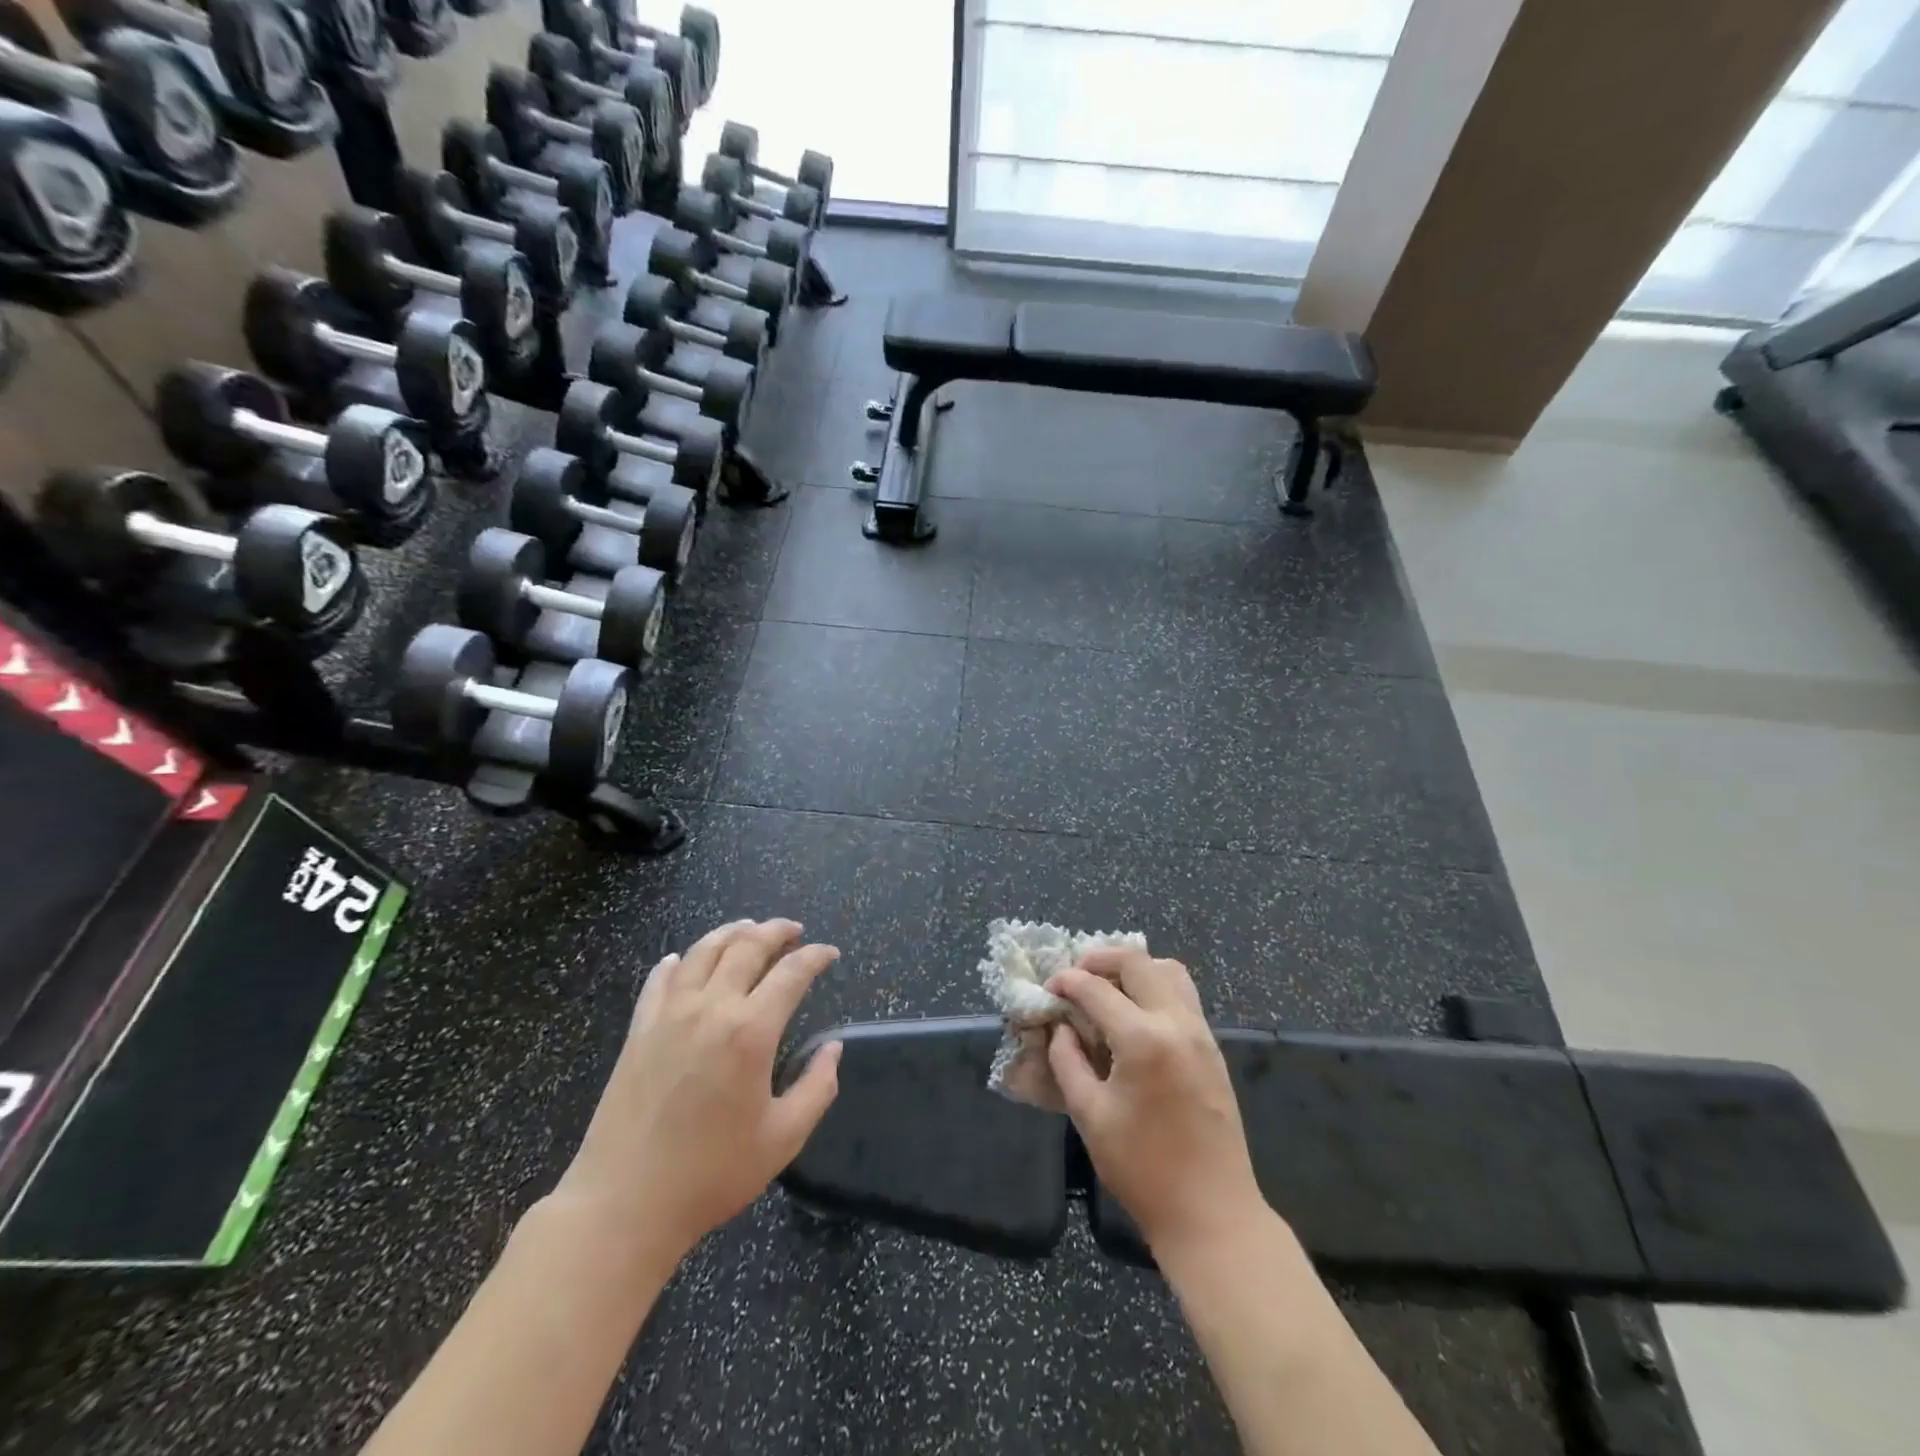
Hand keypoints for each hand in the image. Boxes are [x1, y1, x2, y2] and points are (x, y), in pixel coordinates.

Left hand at [555, 919, 842, 1263]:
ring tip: (749, 928)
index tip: (830, 954)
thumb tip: (833, 1049)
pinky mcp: (639, 1029)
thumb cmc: (711, 1174)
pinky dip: (678, 961)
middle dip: (777, 931)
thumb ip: (818, 1087)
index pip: (792, 973)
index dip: (816, 956)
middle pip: (747, 946)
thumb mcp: (783, 1138)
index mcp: (751, 1031)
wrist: (624, 1203)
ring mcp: (669, 1014)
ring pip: (703, 951)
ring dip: (732, 932)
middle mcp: (711, 1008)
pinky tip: (684, 960)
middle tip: (794, 930)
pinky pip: (660, 978)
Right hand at [1047, 949, 1266, 1264]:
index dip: (1066, 981)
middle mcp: (1177, 1022)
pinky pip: (1183, 994)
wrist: (1213, 1213)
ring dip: (1133, 968)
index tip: (1048, 988)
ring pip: (1168, 970)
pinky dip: (1155, 986)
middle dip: (1099, 959)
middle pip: (1137, 962)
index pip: (1096, 989)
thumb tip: (1061, 1026)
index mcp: (1143, 1039)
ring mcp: (1201, 1032)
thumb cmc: (1143, 1169)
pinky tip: (1134, 1013)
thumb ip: (1068, 1061)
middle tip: (1075, 976)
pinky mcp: (1212, 1047)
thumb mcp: (1090, 1115)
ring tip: (1106, 987)